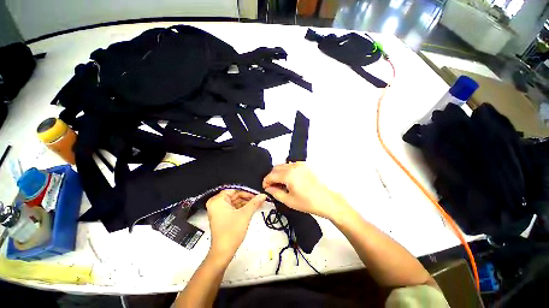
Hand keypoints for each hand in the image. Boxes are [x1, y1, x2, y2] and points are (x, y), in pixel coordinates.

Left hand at [206, 190, 266, 262]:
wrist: (223, 252)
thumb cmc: (232, 231)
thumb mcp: (245, 214)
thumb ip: (255, 202)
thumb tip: (263, 195)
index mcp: (218, 200)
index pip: (234, 190)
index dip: (247, 191)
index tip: (257, 193)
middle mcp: (216, 203)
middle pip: (235, 196)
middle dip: (248, 198)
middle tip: (260, 198)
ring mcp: (219, 210)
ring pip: (236, 202)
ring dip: (247, 203)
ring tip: (259, 203)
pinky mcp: (223, 216)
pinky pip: (234, 208)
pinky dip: (243, 208)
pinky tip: (254, 208)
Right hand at [262, 162, 347, 219]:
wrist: (326, 201)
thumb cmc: (308, 202)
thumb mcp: (288, 200)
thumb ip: (275, 193)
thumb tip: (268, 188)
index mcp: (289, 175)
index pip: (271, 175)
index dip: (266, 181)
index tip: (265, 188)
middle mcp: (294, 167)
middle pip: (276, 168)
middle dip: (271, 177)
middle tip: (271, 187)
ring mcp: (300, 165)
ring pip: (283, 165)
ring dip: (278, 173)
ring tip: (280, 184)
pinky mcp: (305, 166)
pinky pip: (290, 165)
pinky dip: (286, 170)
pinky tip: (288, 179)